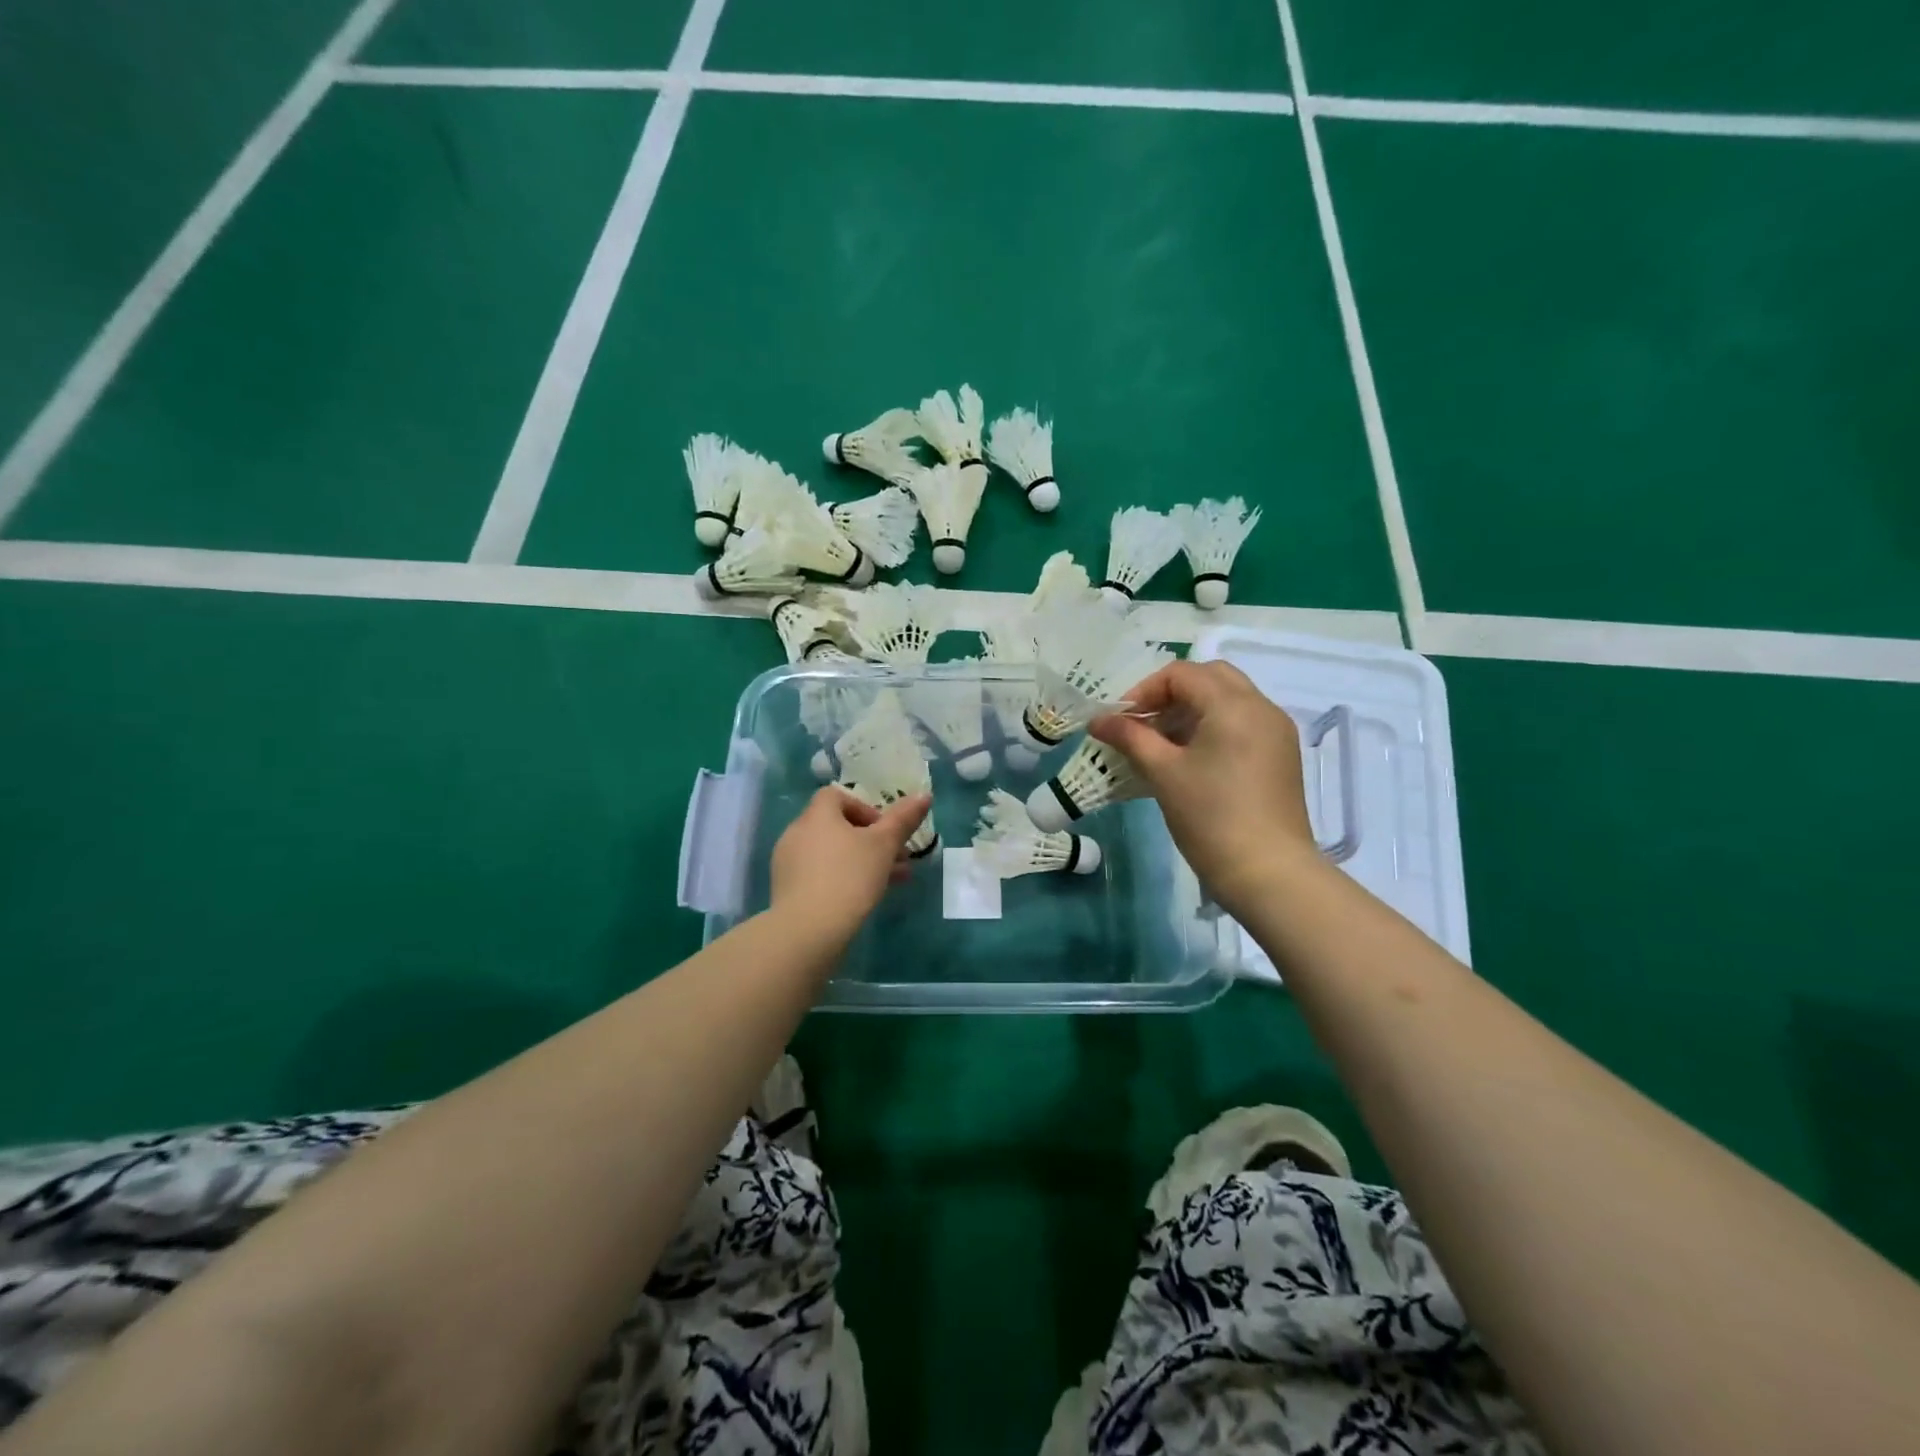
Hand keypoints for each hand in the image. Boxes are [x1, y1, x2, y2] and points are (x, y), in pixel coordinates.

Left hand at [769, 787, 930, 939]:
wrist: (807, 930)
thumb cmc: (849, 877)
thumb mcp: (884, 846)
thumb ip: (903, 819)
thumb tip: (924, 795)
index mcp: (817, 815)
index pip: (837, 796)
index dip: (865, 808)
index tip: (885, 831)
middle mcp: (797, 832)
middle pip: (837, 826)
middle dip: (871, 841)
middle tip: (898, 860)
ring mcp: (788, 862)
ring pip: (831, 853)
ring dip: (860, 861)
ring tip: (890, 882)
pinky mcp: (786, 890)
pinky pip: (818, 874)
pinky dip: (840, 878)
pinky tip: (862, 899)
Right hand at [1090, 660, 1321, 917]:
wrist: (1269, 873)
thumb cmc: (1211, 818)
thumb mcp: (1163, 773)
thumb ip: (1130, 738)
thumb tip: (1097, 720)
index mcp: (1234, 705)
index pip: (1182, 674)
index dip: (1144, 690)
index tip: (1121, 722)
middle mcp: (1261, 708)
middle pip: (1210, 678)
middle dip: (1171, 694)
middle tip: (1144, 724)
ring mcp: (1276, 732)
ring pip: (1228, 700)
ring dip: (1191, 711)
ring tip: (1162, 745)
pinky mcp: (1280, 756)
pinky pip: (1242, 723)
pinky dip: (1212, 727)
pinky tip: (1190, 761)